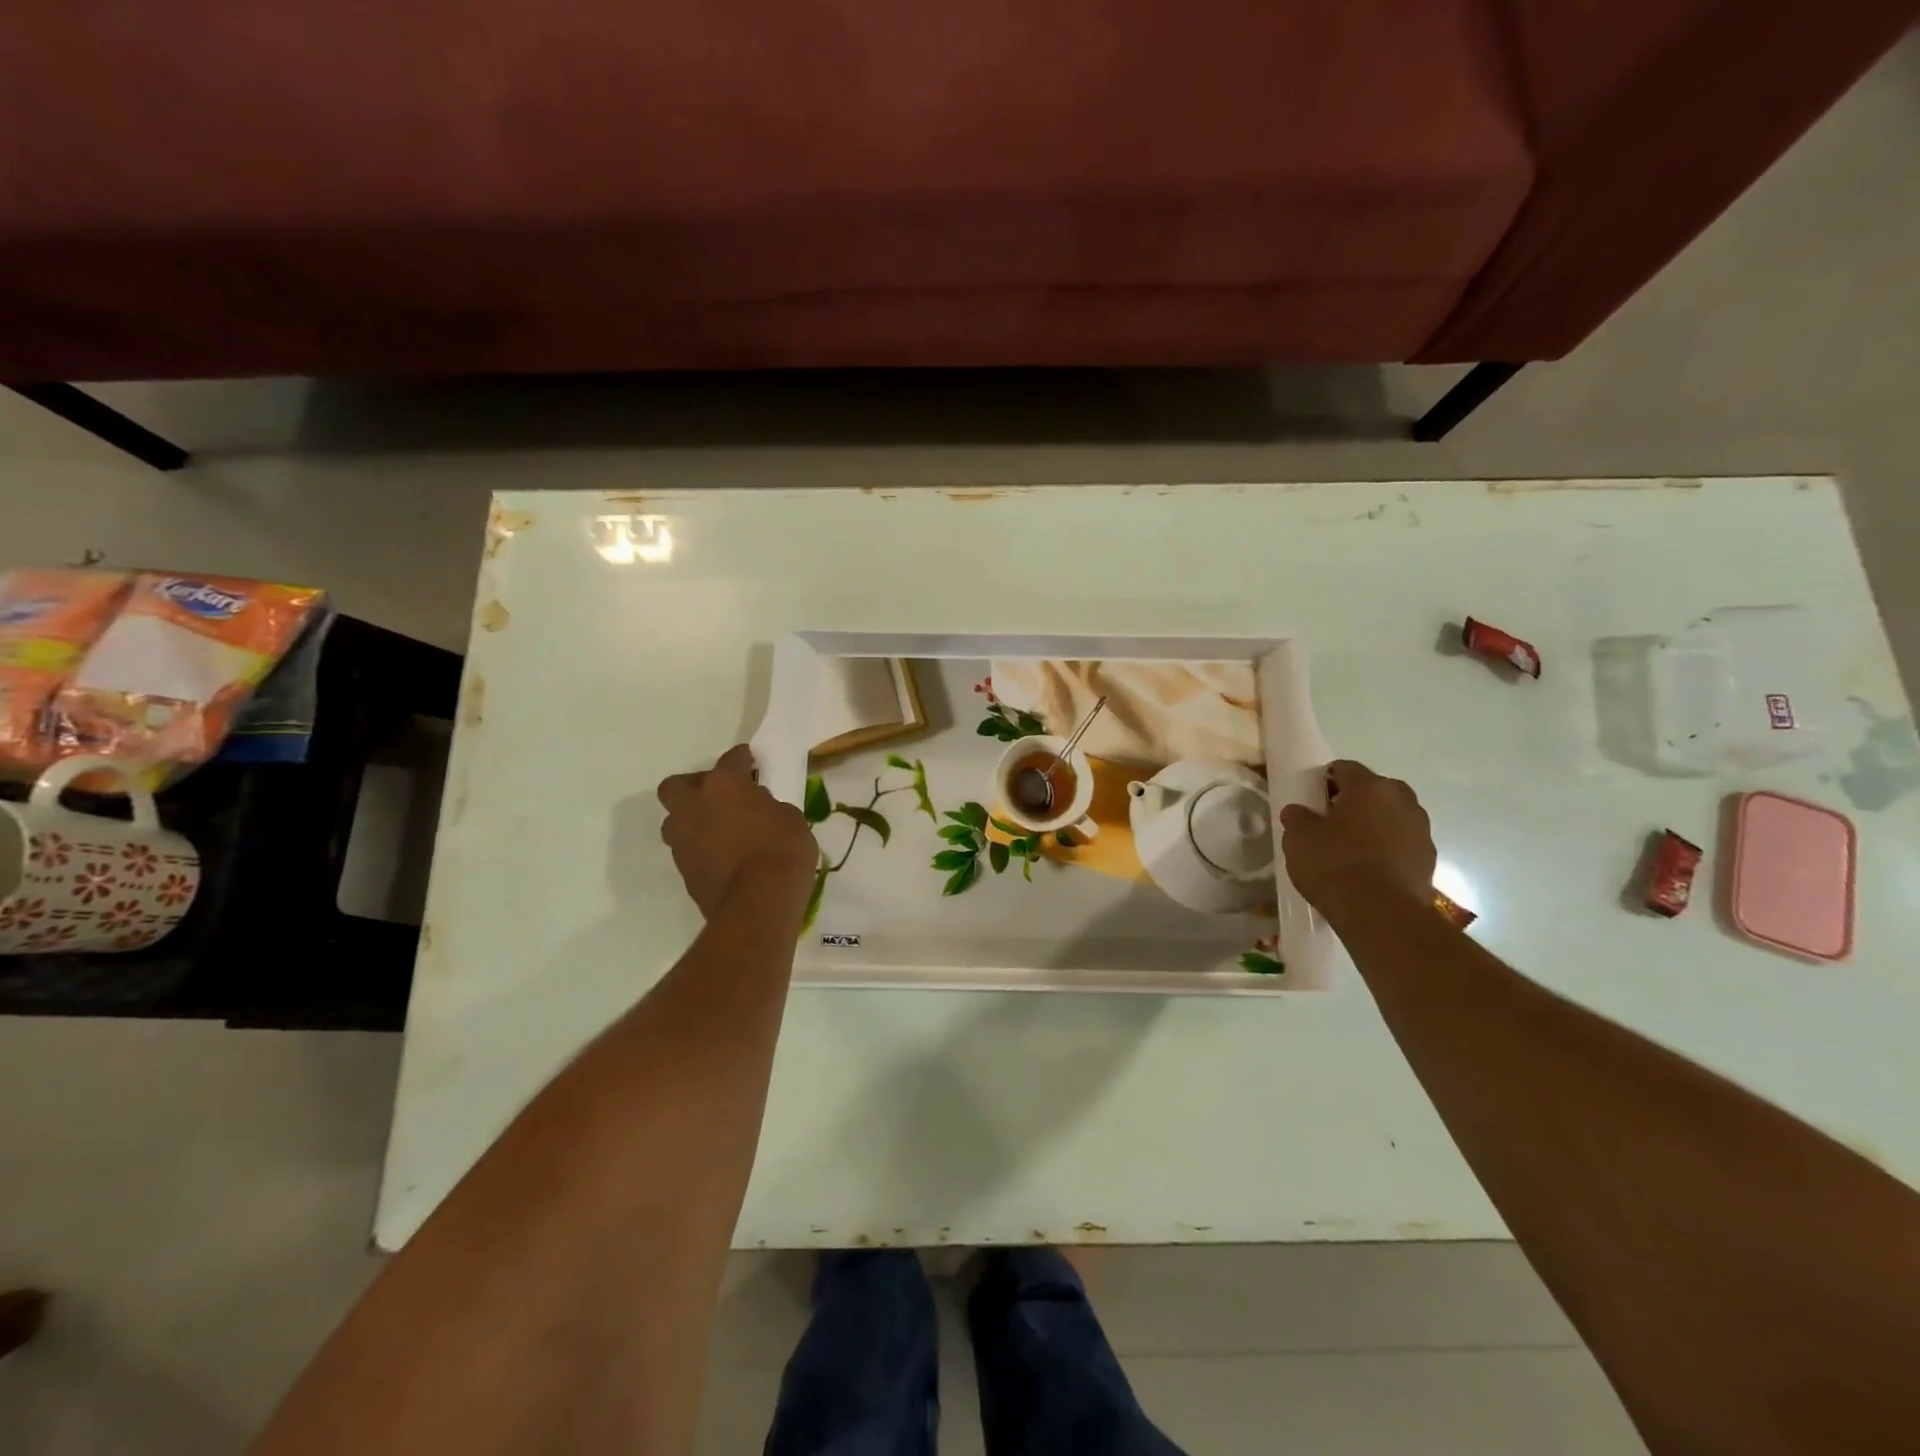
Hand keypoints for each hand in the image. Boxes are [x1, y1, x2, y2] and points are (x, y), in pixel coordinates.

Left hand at [657, 746, 817, 919]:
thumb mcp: (789, 817)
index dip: (743, 759)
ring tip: (719, 830)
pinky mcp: (683, 870)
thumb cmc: (782, 850)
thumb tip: (756, 808)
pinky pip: (688, 850)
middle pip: (677, 786)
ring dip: (693, 820)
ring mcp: (683, 840)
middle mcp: (694, 805)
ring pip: (676, 820)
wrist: (759, 902)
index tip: (751, 762)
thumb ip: (767, 805)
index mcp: (724, 784)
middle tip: (719, 796)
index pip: (731, 759)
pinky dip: (701, 849)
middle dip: (694, 787)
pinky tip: (722, 856)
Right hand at [1279, 760, 1435, 921]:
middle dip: (1354, 801)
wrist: (1381, 915)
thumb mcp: (1299, 838)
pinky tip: (1368, 869)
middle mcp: (1402, 800)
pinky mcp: (1429, 859)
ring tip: (1350, 848)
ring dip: (1374, 825)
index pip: (1344, 768)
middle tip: (1330, 822)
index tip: (1311, 799)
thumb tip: (1299, 811)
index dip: (1325, 780)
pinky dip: (1387, 849)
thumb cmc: (1335, 865)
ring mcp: (1421, 830)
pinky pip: (1401, 844)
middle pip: (1374, 790)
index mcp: (1370, 786)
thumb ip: (1297, 818)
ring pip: (1391, 816)